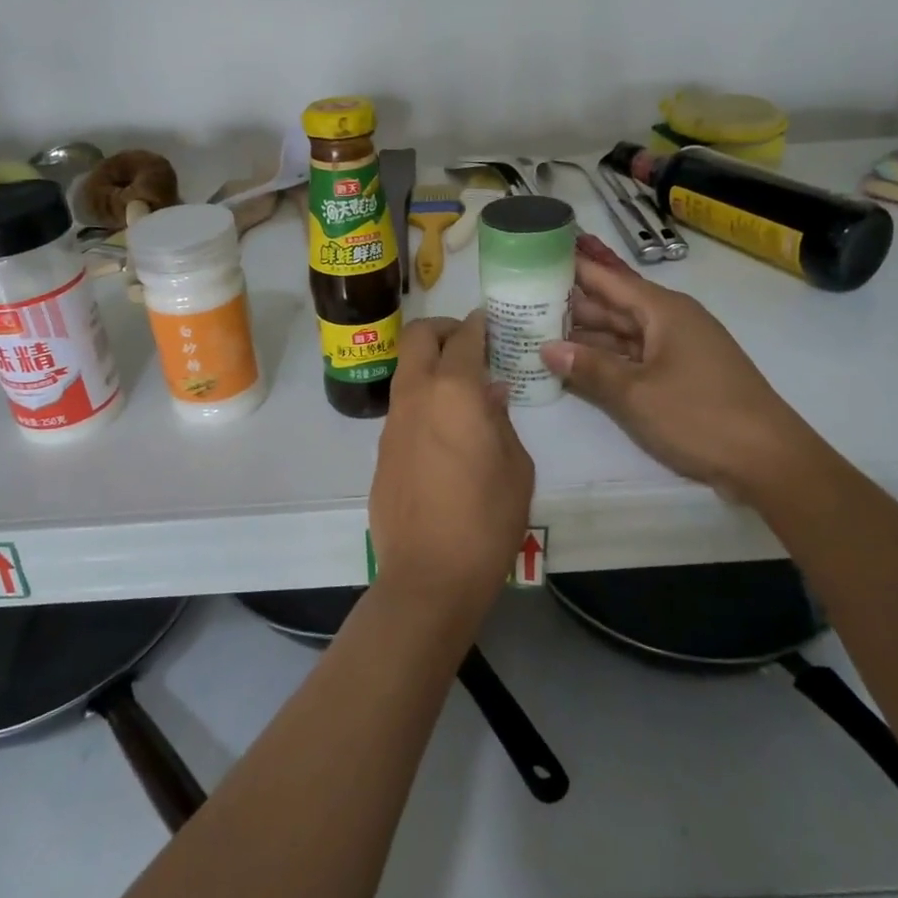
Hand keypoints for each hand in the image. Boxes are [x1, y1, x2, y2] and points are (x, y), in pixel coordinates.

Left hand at [369, 313, 533, 627]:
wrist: (428, 575)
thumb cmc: (486, 520)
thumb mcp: (516, 467)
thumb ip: (501, 420)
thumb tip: (490, 393)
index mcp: (453, 391)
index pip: (464, 337)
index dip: (480, 324)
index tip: (492, 322)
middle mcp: (416, 395)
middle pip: (418, 336)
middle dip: (444, 329)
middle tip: (470, 344)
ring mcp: (393, 422)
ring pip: (406, 369)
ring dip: (430, 364)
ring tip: (461, 388)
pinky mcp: (382, 449)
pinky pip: (403, 405)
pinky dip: (422, 398)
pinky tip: (445, 428)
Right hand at [541, 235, 814, 502]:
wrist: (769, 461)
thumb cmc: (700, 416)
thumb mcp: (636, 394)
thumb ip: (590, 368)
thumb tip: (548, 347)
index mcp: (663, 311)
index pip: (609, 279)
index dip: (573, 268)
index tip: (536, 257)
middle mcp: (671, 321)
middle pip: (613, 306)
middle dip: (571, 305)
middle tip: (523, 301)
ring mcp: (678, 350)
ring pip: (623, 334)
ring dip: (586, 336)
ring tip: (538, 332)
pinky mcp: (682, 376)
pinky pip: (635, 358)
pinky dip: (607, 361)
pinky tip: (576, 366)